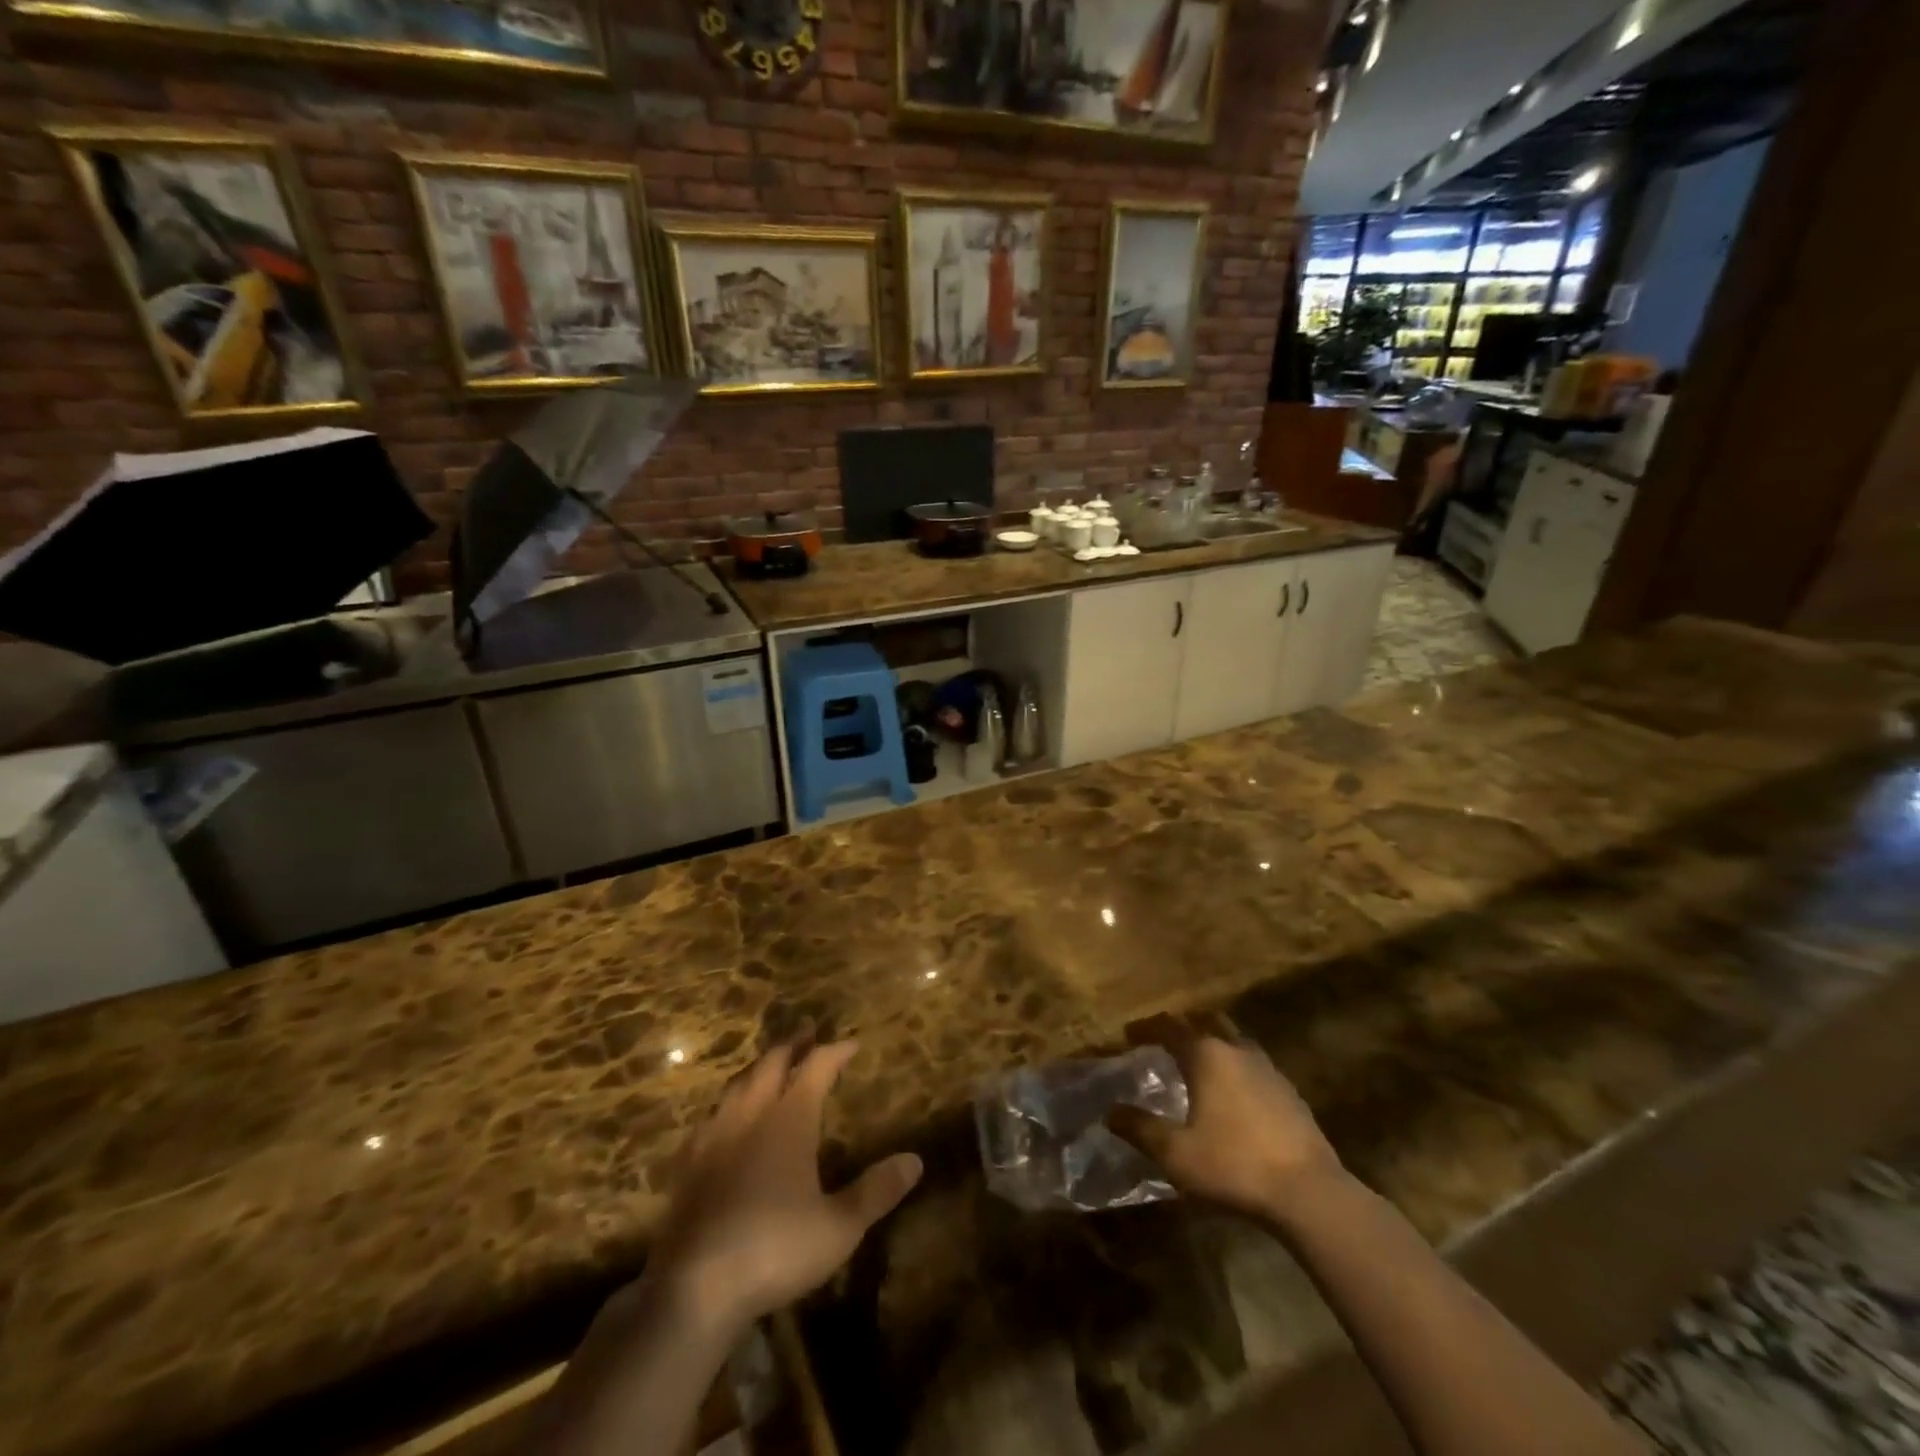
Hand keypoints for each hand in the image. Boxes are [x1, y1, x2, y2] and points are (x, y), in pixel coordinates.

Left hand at [647, 1041, 922, 1337]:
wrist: (694, 1288)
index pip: (817, 1067)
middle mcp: (751, 1115)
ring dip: (758, 1068)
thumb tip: (915, 1160)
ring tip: (769, 1065)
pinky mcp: (688, 1163)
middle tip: (807, 1031)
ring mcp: (714, 1136)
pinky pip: (709, 1117)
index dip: (836, 1051)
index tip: (852, 1044)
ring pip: (737, 1084)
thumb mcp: (839, 1227)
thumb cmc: (775, 1249)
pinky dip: (726, 1104)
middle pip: (772, 1063)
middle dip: (793, 1044)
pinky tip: (724, 1118)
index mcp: (789, 1119)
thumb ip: (876, 1191)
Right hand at [1108, 1014, 1344, 1220]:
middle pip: (1207, 1020)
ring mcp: (1268, 1068)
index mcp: (1206, 1055)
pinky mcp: (1289, 1091)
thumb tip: (1110, 1112)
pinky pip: (1254, 1064)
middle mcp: (1236, 1050)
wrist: (1309, 1193)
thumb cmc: (1234, 1165)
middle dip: (1183, 1024)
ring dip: (1213, 1041)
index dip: (1146, 1028)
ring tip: (1199, 1062)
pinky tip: (1233, 1092)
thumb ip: (1140, 1129)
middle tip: (1165, 1039)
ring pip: (1234, 1039)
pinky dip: (1236, 1065)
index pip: (1169, 1027)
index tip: (1128, 1034)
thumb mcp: (1176, 1153)